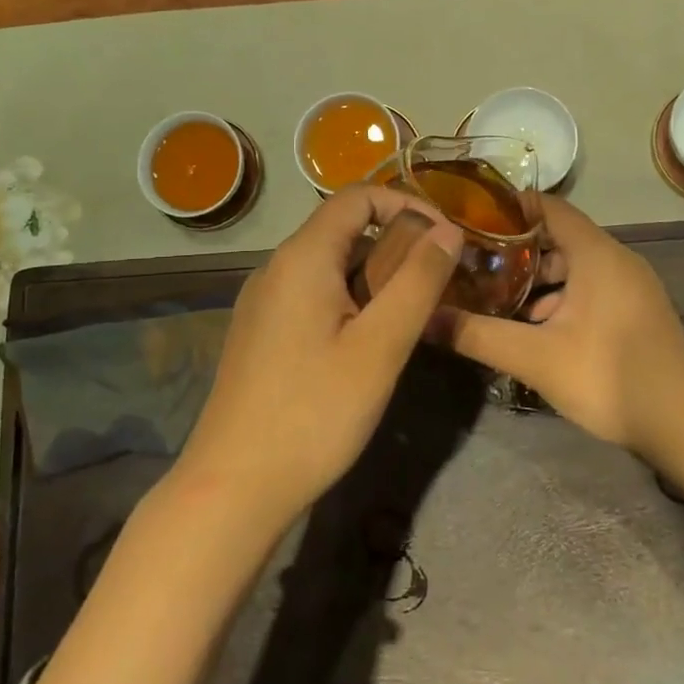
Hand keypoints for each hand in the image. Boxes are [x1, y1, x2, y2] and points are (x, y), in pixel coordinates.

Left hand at [174, 186, 463, 528]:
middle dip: (396, 246)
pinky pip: (313, 295)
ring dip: (375, 277)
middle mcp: (276, 268)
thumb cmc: (313, 413)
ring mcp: (263, 301)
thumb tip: (449, 231)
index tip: (446, 238)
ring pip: (330, 266)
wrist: (233, 486)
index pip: (357, 197)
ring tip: (412, 316)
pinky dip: (350, 301)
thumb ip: (418, 281)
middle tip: (438, 284)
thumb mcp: (380, 347)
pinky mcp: (261, 332)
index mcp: (302, 257)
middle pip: (343, 230)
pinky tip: (369, 344)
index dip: (407, 204)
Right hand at [441, 197, 683, 453]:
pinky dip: (561, 298)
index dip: (510, 208)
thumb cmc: (609, 378)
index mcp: (597, 254)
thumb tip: (424, 319)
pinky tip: (536, 329)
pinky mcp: (637, 311)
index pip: (549, 207)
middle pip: (559, 238)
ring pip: (575, 267)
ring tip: (496, 299)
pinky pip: (591, 288)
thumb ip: (477, 335)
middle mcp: (617, 259)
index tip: (471, 218)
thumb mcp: (535, 358)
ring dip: (537, 280)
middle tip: (474, 265)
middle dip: (516, 250)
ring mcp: (632, 286)